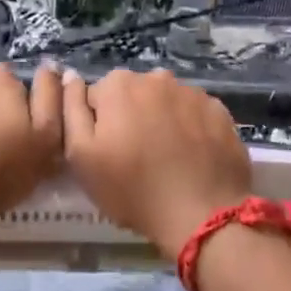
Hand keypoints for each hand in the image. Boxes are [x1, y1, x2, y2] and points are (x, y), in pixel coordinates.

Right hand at [62, 68, 250, 259]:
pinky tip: (191, 157)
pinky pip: (194, 114)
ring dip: (161, 121)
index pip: (96, 97)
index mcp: (118, 85)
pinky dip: (190, 129)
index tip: (107, 153)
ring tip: (166, 159)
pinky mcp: (220, 111)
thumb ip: (70, 109)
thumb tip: (70, 76)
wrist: (202, 214)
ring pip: (165, 103)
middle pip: (132, 95)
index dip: (98, 126)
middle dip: (130, 118)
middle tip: (135, 158)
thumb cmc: (132, 188)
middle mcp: (156, 78)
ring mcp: (192, 92)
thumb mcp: (81, 155)